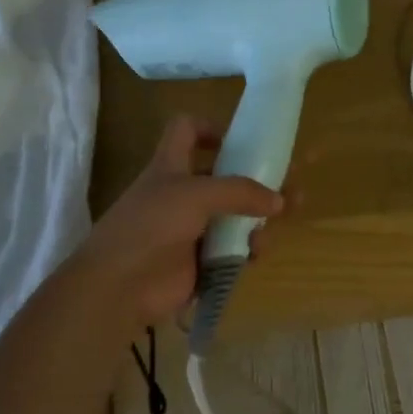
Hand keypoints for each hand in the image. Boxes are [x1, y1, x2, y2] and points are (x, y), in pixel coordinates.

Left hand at [68, 115, 284, 327]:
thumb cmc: (151, 225)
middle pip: (225, 177)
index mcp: (171, 165)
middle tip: (292, 182)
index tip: (239, 139)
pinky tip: (257, 252)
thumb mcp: (196, 195)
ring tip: (286, 216)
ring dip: (260, 215)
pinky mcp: (199, 261)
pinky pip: (232, 249)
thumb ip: (241, 192)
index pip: (186, 130)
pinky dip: (248, 248)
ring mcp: (191, 228)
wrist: (119, 286)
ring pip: (234, 215)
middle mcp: (182, 193)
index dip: (210, 127)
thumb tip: (279, 200)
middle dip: (258, 177)